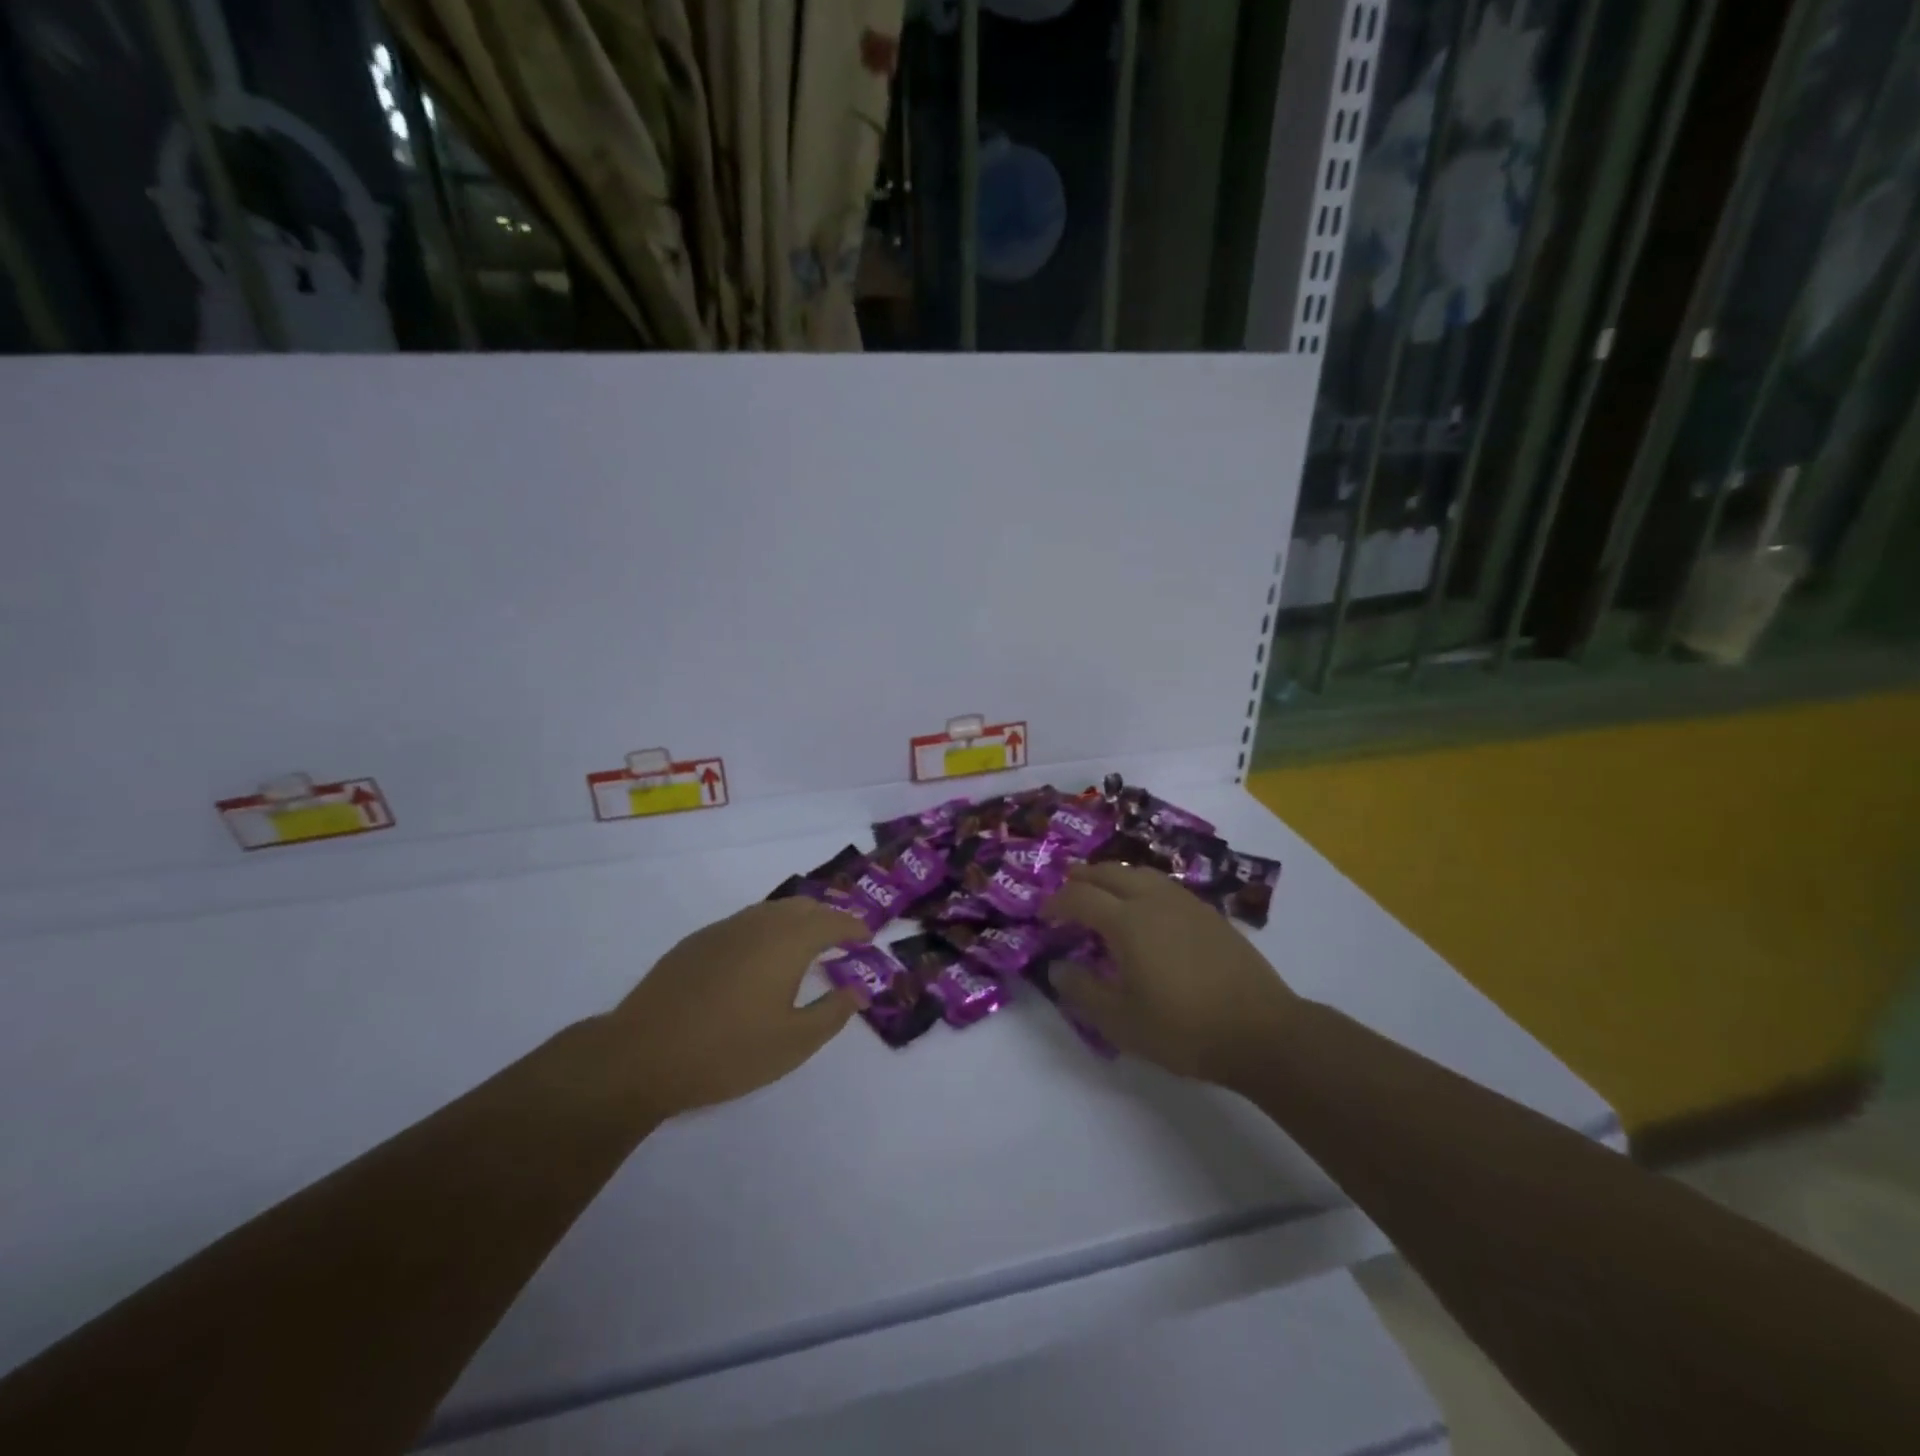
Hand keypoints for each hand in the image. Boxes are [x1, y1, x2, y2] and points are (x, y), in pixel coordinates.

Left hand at [610, 899, 870, 1119]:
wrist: (642, 1055)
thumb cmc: (728, 1052)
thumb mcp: (793, 1043)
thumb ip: (833, 1013)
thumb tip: (858, 991)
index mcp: (787, 942)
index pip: (831, 920)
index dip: (853, 926)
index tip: (866, 936)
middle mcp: (758, 924)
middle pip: (801, 906)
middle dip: (826, 917)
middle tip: (840, 938)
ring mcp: (723, 930)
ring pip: (769, 911)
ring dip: (794, 921)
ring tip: (803, 946)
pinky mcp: (695, 943)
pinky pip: (743, 923)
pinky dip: (764, 930)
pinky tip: (757, 960)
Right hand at [1043, 863, 1301, 1085]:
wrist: (1261, 1031)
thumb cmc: (1183, 1029)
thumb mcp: (1121, 1021)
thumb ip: (1082, 991)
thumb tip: (1058, 967)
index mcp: (1127, 921)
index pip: (1080, 897)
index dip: (1056, 903)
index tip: (1043, 915)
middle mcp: (1153, 900)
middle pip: (1109, 873)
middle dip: (1082, 878)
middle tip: (1067, 892)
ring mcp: (1185, 903)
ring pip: (1139, 873)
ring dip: (1113, 877)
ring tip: (1103, 893)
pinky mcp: (1209, 914)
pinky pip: (1164, 886)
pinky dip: (1141, 887)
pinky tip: (1146, 909)